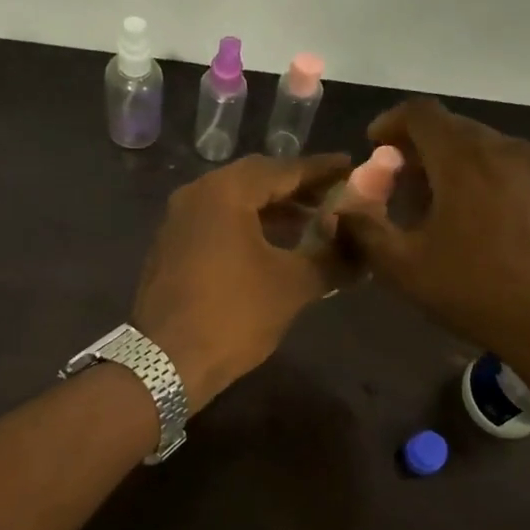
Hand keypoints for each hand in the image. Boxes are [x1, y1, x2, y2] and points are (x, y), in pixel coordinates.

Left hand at [133, 153, 350, 410]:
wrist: (165, 362)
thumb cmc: (233, 316)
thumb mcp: (293, 286)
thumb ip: (332, 257)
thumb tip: (363, 248)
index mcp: (224, 192)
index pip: (282, 169)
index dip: (321, 171)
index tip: (352, 167)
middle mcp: (196, 195)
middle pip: (256, 180)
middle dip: (298, 189)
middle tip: (335, 197)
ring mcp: (178, 221)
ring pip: (235, 202)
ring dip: (274, 210)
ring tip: (313, 223)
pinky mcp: (172, 247)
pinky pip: (218, 223)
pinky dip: (249, 226)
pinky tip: (275, 246)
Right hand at [330, 98, 529, 375]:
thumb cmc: (479, 292)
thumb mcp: (406, 268)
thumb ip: (366, 232)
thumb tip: (343, 211)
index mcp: (463, 157)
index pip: (420, 112)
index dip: (390, 122)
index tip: (373, 144)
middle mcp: (502, 149)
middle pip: (451, 127)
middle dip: (417, 146)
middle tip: (396, 183)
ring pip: (480, 147)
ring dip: (447, 163)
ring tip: (430, 205)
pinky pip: (504, 168)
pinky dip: (477, 177)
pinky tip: (472, 221)